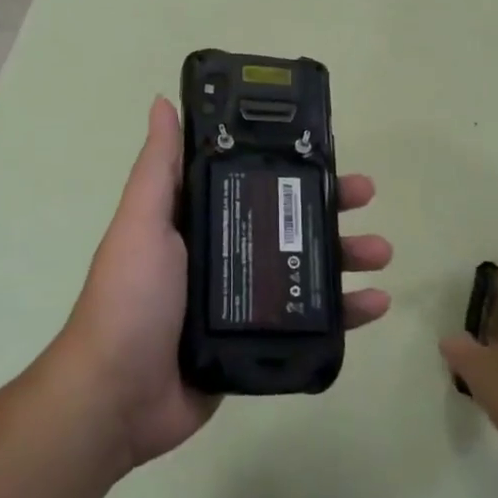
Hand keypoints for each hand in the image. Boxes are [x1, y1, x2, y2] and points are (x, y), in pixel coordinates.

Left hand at [54, 96, 392, 471]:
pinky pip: (306, 321)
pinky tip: (375, 304)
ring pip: (303, 268)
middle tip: (365, 196)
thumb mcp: (142, 223)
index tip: (322, 151)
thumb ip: (159, 167)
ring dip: (344, 255)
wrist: (117, 396)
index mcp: (195, 221)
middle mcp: (220, 253)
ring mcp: (239, 300)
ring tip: (380, 252)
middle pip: (284, 221)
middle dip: (326, 206)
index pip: (249, 181)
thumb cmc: (131, 298)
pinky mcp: (254, 342)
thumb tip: (163, 101)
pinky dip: (343, 313)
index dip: (286, 165)